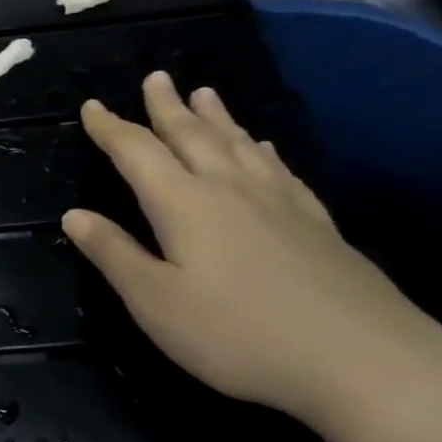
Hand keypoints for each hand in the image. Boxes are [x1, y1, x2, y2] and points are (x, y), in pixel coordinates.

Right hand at [63, 73, 441, 437]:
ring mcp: (281, 205)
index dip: (111, 128)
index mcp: (184, 204)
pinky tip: (264, 147)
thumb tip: (74, 215)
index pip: (137, 153)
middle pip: (193, 136)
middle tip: (156, 77)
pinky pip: (281, 171)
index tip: (91, 105)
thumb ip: (114, 254)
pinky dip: (264, 151)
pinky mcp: (318, 226)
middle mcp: (231, 190)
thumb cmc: (238, 334)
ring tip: (205, 93)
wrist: (367, 365)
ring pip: (239, 146)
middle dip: (168, 107)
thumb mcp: (155, 301)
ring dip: (216, 118)